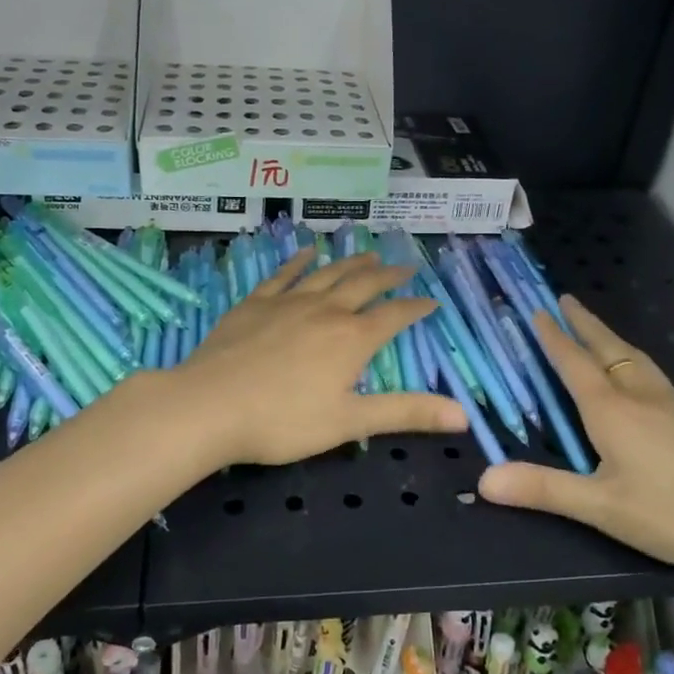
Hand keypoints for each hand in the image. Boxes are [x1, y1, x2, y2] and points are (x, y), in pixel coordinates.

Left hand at [175, 249, 467, 466]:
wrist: (209, 405)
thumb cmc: (283, 421)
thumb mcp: (350, 422)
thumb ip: (405, 413)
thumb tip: (464, 416)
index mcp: (352, 340)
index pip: (394, 317)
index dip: (415, 308)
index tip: (431, 301)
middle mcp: (326, 311)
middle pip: (364, 286)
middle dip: (389, 276)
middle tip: (406, 266)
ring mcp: (288, 302)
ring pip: (328, 274)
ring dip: (351, 263)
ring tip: (368, 254)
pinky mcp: (255, 302)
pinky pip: (283, 274)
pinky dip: (299, 260)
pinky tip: (307, 251)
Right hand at [477, 295, 673, 578]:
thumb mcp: (602, 507)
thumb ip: (544, 489)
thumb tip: (483, 480)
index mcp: (612, 410)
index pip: (574, 362)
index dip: (553, 337)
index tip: (536, 310)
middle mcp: (641, 397)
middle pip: (608, 349)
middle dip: (583, 324)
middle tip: (565, 299)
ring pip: (635, 360)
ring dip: (610, 339)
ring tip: (598, 332)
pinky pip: (653, 377)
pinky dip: (633, 362)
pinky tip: (640, 382)